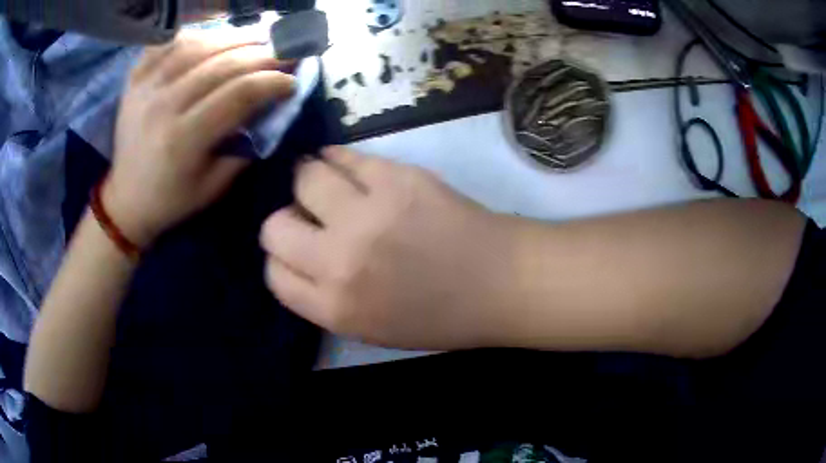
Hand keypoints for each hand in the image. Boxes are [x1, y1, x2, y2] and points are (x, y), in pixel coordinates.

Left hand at [105, 31, 295, 246]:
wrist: (126, 199)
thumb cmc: (172, 199)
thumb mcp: (215, 186)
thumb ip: (245, 145)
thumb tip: (271, 106)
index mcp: (183, 140)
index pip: (238, 94)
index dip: (272, 81)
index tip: (292, 81)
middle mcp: (162, 106)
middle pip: (222, 64)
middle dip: (262, 54)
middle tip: (285, 52)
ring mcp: (145, 88)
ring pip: (198, 45)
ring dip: (234, 37)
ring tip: (257, 38)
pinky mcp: (135, 79)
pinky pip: (168, 42)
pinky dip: (194, 34)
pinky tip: (213, 38)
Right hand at [260, 147, 520, 349]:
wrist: (500, 283)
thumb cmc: (439, 317)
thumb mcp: (370, 328)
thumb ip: (325, 297)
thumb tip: (299, 255)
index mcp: (334, 308)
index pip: (274, 274)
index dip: (281, 258)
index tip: (298, 249)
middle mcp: (339, 261)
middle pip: (274, 227)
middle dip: (286, 221)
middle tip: (309, 216)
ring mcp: (366, 213)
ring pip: (303, 178)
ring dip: (308, 180)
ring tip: (326, 183)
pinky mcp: (394, 177)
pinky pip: (343, 155)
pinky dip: (336, 158)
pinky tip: (345, 165)